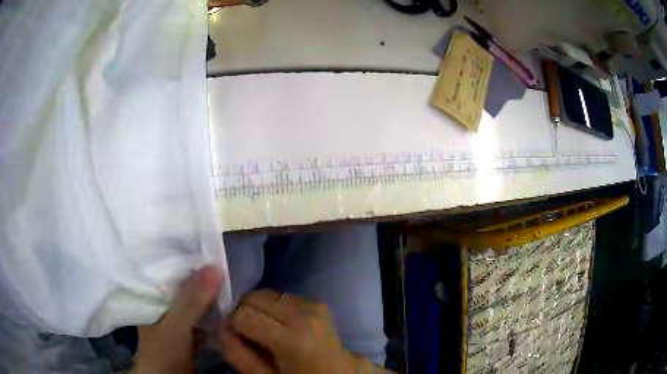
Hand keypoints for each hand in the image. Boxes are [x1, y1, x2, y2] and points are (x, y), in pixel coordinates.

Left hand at [131, 267, 222, 373]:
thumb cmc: (164, 349)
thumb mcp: (177, 324)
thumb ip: (194, 300)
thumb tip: (216, 268)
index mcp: (153, 295)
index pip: (171, 270)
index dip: (190, 261)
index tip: (211, 253)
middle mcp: (163, 303)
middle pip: (185, 286)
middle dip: (203, 281)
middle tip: (226, 270)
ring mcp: (176, 319)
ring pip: (194, 302)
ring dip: (210, 298)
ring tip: (229, 286)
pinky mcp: (188, 333)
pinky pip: (202, 317)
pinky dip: (213, 314)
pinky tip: (225, 309)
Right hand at [219, 289, 375, 373]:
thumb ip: (238, 354)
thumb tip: (219, 326)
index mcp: (292, 339)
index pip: (243, 314)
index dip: (233, 325)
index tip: (236, 337)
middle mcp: (305, 315)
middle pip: (254, 297)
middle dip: (244, 312)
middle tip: (248, 334)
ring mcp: (314, 306)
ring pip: (267, 294)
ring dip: (259, 309)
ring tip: (265, 331)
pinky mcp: (318, 303)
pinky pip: (283, 296)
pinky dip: (274, 308)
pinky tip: (280, 326)